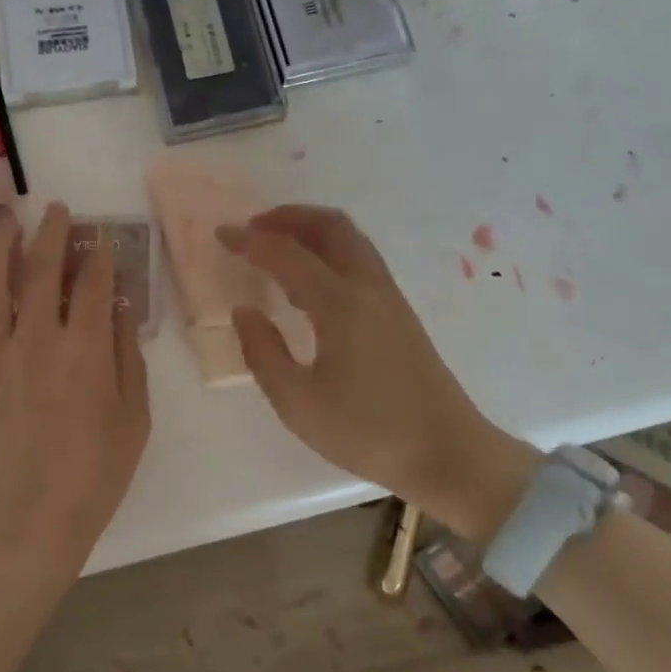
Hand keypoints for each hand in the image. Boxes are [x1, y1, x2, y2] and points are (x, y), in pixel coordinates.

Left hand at [0, 202, 150, 596]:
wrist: (32, 519)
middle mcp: (35, 339)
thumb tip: (120, 308)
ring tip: (5, 225)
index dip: (99, 255)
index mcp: (82, 348)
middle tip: (57, 211)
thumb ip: (126, 356)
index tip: (102, 240)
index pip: (92, 282)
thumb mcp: (133, 416)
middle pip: (39, 267)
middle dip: (51, 231)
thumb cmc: (95, 473)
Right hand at [219, 206, 538, 544]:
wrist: (449, 454)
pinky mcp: (400, 314)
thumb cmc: (368, 432)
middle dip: (289, 217)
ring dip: (311, 231)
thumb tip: (245, 312)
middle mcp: (368, 288)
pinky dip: (329, 252)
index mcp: (340, 304)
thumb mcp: (298, 403)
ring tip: (277, 246)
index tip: (221, 234)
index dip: (250, 240)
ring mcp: (389, 298)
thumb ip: (263, 353)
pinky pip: (360, 261)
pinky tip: (309, 281)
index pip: (287, 254)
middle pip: (331, 227)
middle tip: (254, 228)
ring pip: (350, 240)